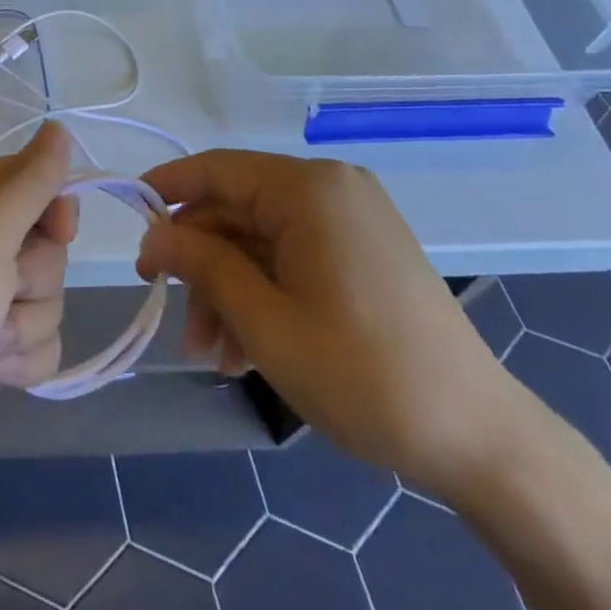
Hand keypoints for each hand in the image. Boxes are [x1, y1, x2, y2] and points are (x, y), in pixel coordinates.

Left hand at [0, 123, 77, 498]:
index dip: (52, 206)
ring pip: (47, 293)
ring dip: (26, 323)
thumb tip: (60, 128)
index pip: (28, 179)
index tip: (62, 231)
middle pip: (44, 242)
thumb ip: (29, 183)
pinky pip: (40, 337)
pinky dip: (24, 358)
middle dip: (33, 277)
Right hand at [137, 150, 520, 499]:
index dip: (167, 190)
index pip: (217, 169)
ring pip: (263, 241)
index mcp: (309, 188)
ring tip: (212, 356)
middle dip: (202, 266)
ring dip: (230, 290)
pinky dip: (265, 294)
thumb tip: (154, 234)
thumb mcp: (265, 321)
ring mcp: (352, 220)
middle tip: (175, 321)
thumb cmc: (362, 373)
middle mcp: (331, 189)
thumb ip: (202, 265)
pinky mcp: (364, 252)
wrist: (481, 440)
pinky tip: (247, 349)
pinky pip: (295, 258)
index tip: (130, 221)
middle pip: (239, 212)